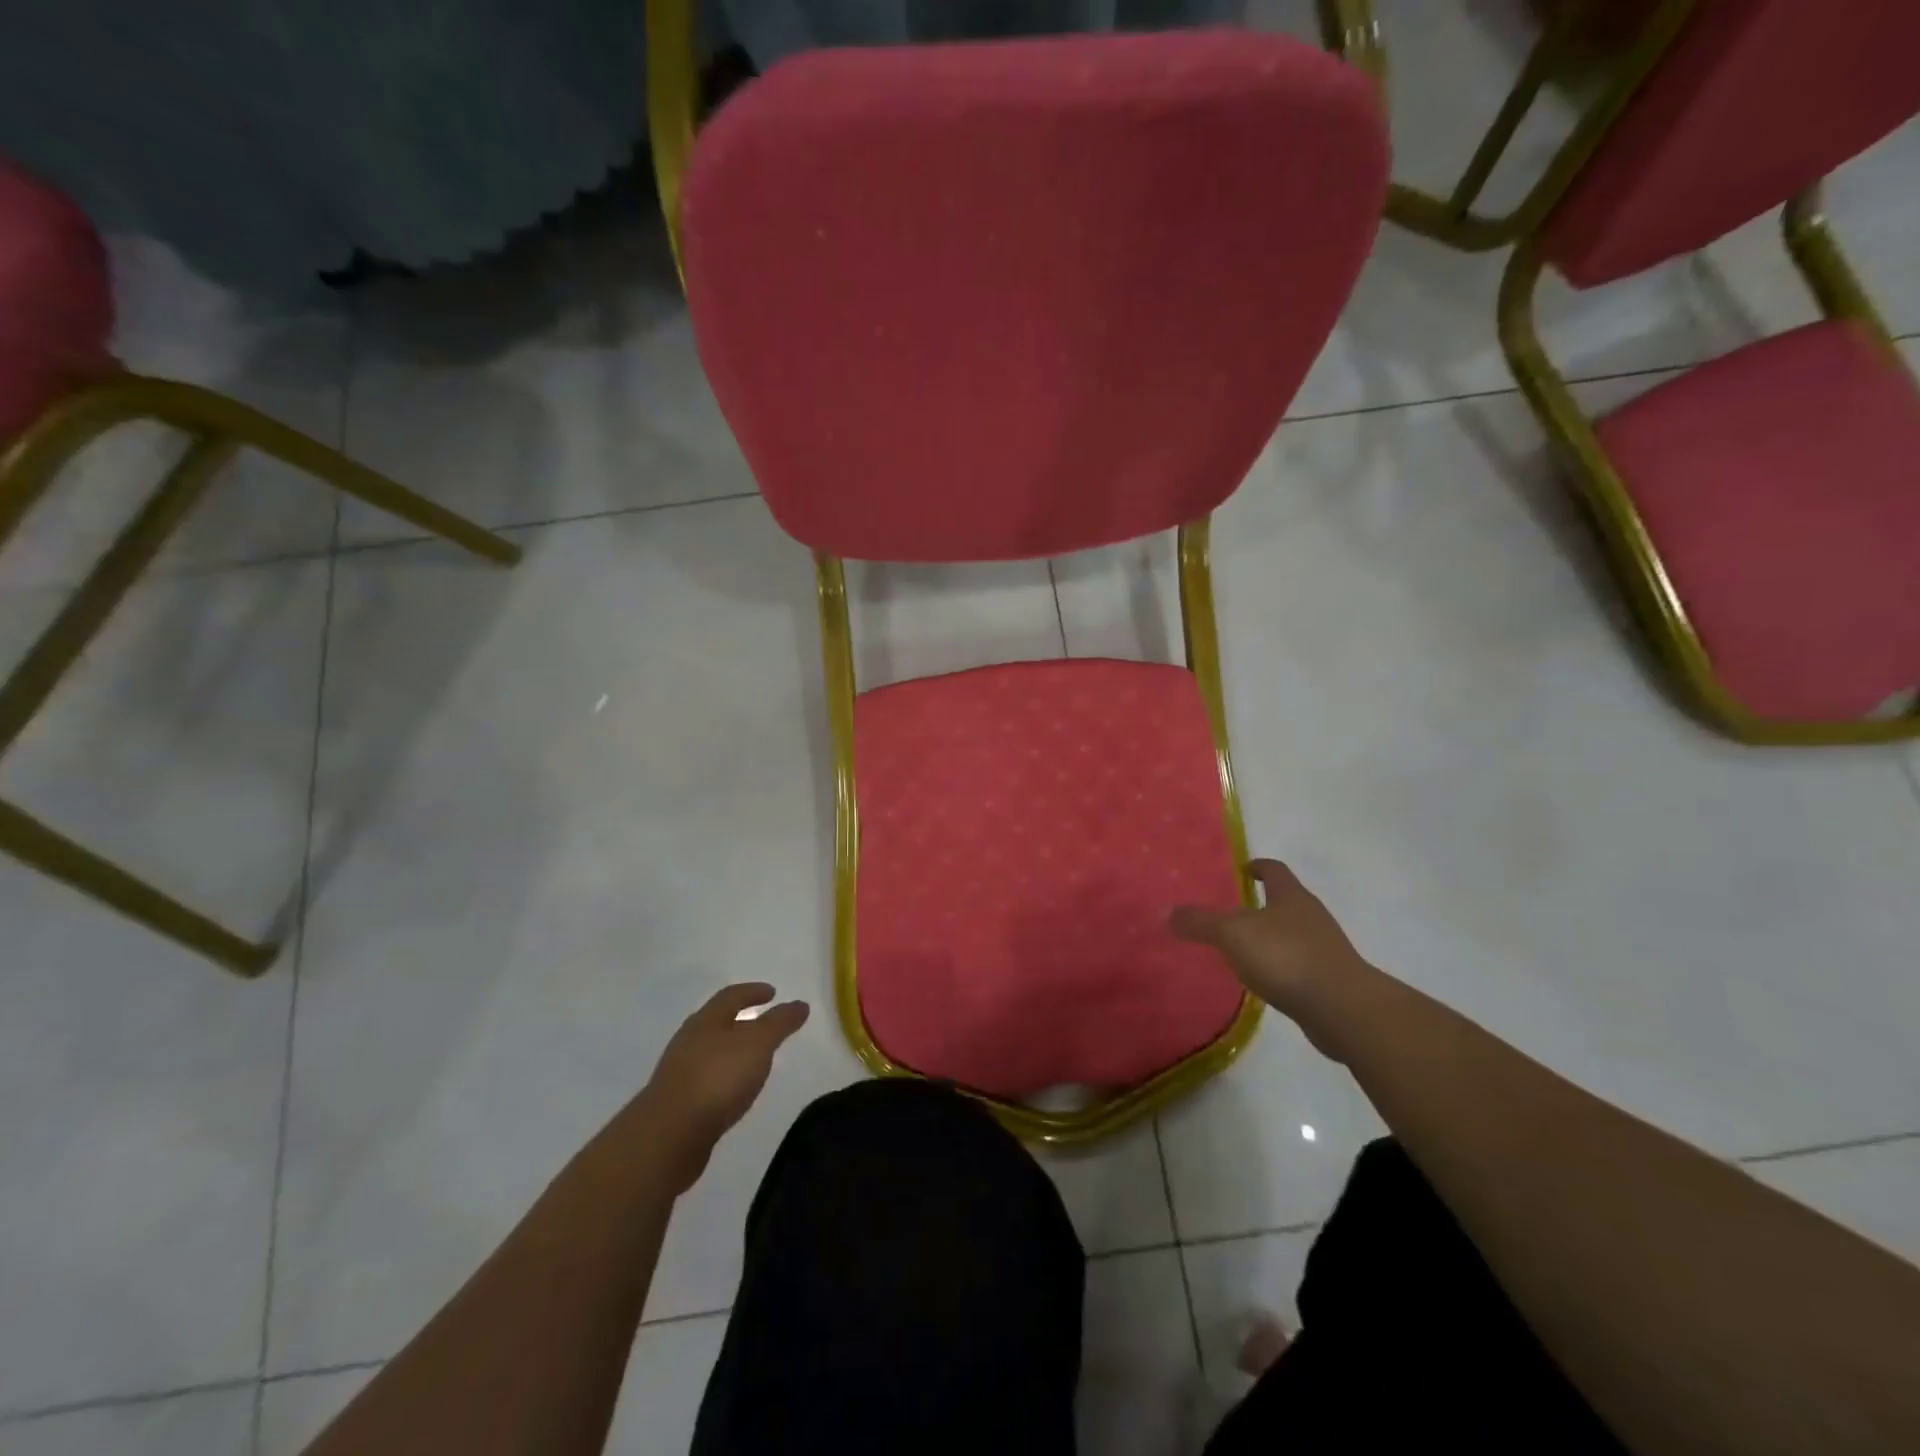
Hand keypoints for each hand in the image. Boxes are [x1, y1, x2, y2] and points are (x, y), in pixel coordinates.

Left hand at [638, 983, 809, 1189]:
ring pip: (710, 1051)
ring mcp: (680, 1072)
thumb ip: (780, 1023)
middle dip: (740, 1019)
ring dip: (731, 1050)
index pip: (732, 996)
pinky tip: (734, 1091)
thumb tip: (800, 1004)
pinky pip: (706, 1079)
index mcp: (707, 1020)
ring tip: (754, 1059)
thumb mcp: (758, 1044)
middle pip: (717, 1022)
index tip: (773, 993)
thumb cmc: (717, 1078)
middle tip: (763, 1023)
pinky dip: (723, 1076)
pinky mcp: (677, 1103)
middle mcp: (689, 1040)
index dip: (753, 991)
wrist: (669, 1135)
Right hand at [1170, 859, 1375, 1057]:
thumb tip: (1169, 913)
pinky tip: (1261, 980)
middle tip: (1229, 913)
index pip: (1274, 870)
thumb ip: (1200, 922)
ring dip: (1268, 938)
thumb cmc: (1286, 956)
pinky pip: (1297, 965)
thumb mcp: (1232, 934)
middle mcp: (1311, 916)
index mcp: (1291, 896)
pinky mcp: (1329, 980)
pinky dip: (1279, 967)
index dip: (1257, 866)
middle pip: (1284, 901)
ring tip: (1240, 950)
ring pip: (1291, 934)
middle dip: (1259, 904)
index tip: (1241, 870)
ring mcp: (1324, 949)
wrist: (1343, 1009)